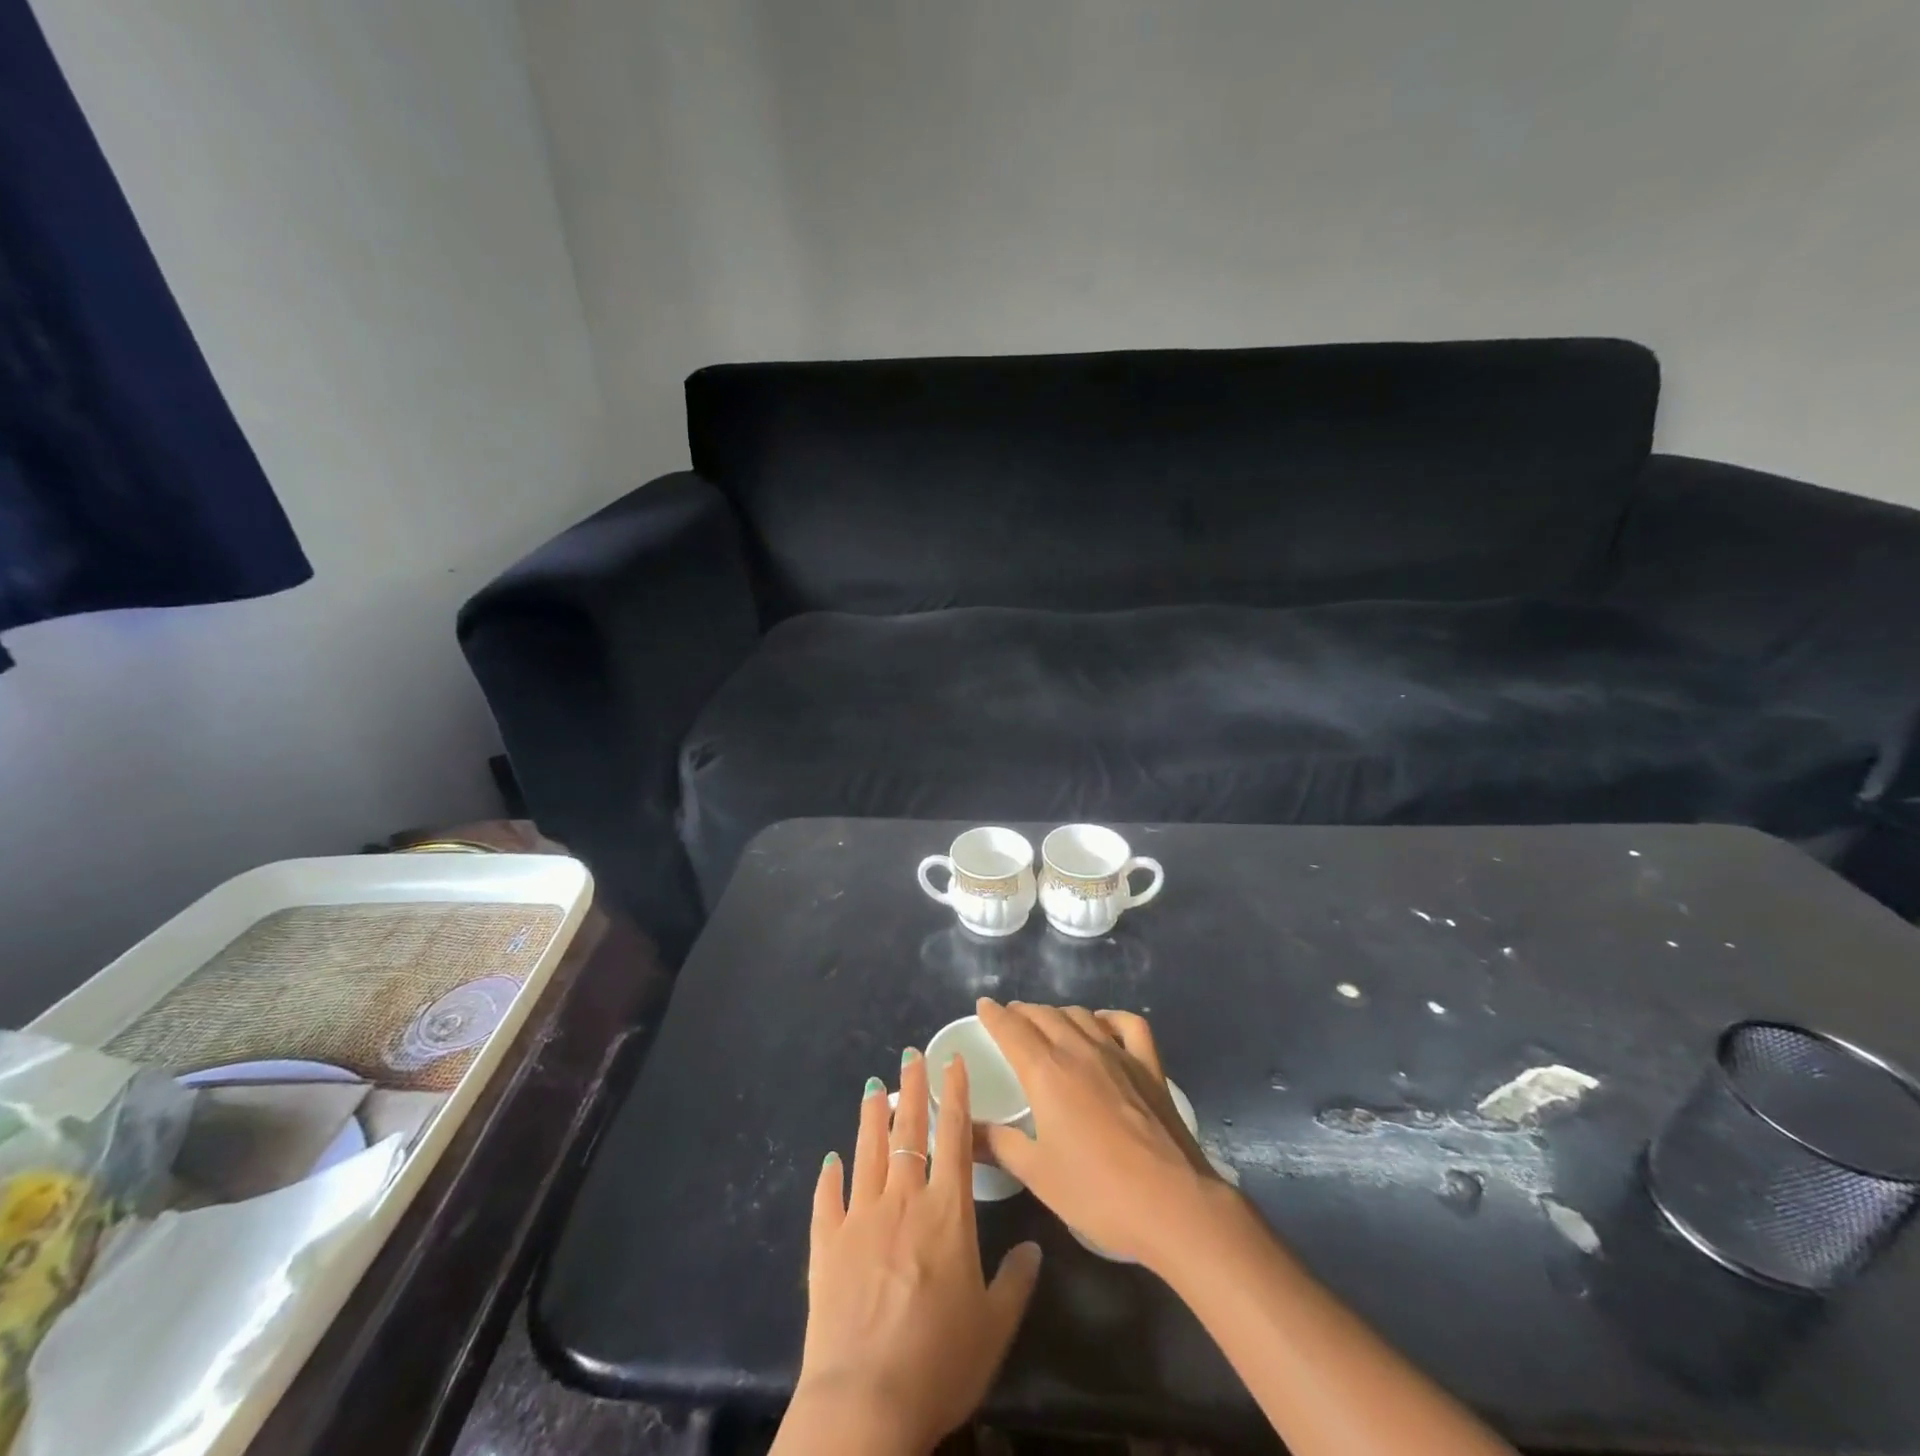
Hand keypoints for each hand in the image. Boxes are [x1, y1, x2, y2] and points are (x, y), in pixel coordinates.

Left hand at [780, 1048, 1042, 1455]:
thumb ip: (1015, 1281)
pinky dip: (829, 1177)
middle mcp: (903, 1200)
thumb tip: (1033, 1248)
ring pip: (867, 1152)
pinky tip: (830, 1161)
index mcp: (947, 1212)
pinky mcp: (826, 1244)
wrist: (865, 1402)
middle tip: (910, 1055)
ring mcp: (860, 1217)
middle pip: (908, 1131)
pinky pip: (827, 1199)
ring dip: (870, 1117)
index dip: (955, 1095)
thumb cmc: (939, 1362)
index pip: (955, 1137)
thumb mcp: (994, 1327)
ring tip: (872, 1087)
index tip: (952, 1060)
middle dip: (912, 1089)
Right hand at [975, 999, 1218, 1268]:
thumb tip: (962, 1130)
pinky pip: (1128, 1026)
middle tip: (1009, 1018)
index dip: (994, 1015)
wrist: (1173, 1204)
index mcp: (1047, 1072)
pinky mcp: (1149, 1067)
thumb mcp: (1036, 1173)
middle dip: (1022, 1012)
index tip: (983, 1006)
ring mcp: (1118, 1055)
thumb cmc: (1097, 1192)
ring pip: (1081, 1016)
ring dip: (1058, 1013)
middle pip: (1045, 1016)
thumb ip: (997, 1144)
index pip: (1012, 1030)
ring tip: (1047, 1022)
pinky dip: (1109, 1018)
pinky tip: (1102, 1025)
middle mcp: (1080, 1051)